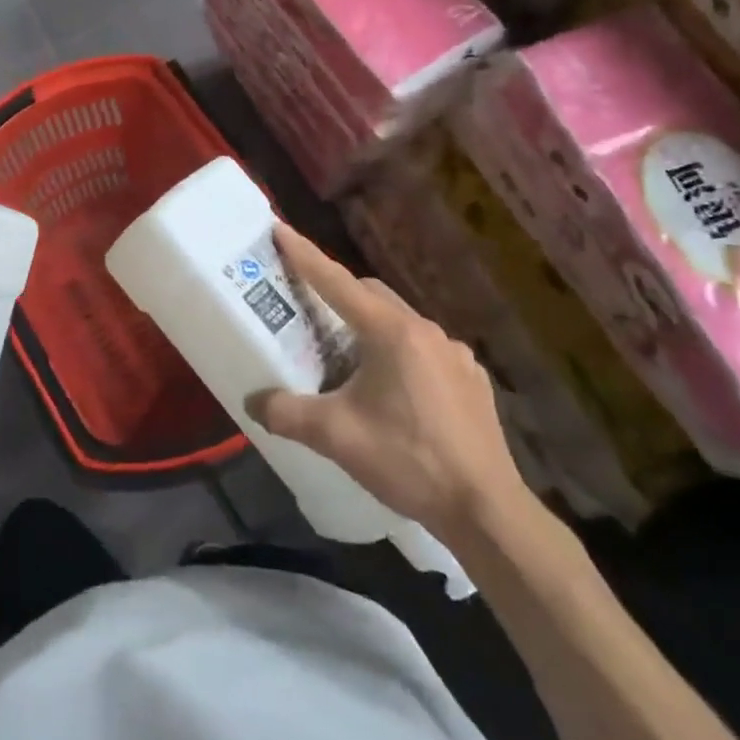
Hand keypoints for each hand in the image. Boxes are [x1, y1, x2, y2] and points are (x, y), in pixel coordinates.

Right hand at [248, 225, 534, 540]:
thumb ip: (287, 413)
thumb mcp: (336, 436)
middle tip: (310, 311)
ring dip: (371, 327)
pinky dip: (401, 354)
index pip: (336, 282)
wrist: (486, 510)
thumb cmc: (408, 460)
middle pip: (372, 295)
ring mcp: (456, 355)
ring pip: (401, 322)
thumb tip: (253, 403)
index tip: (279, 229)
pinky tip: (395, 391)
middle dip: (338, 293)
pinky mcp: (472, 380)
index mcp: (391, 332)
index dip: (304, 255)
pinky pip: (426, 350)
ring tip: (350, 358)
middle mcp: (426, 331)